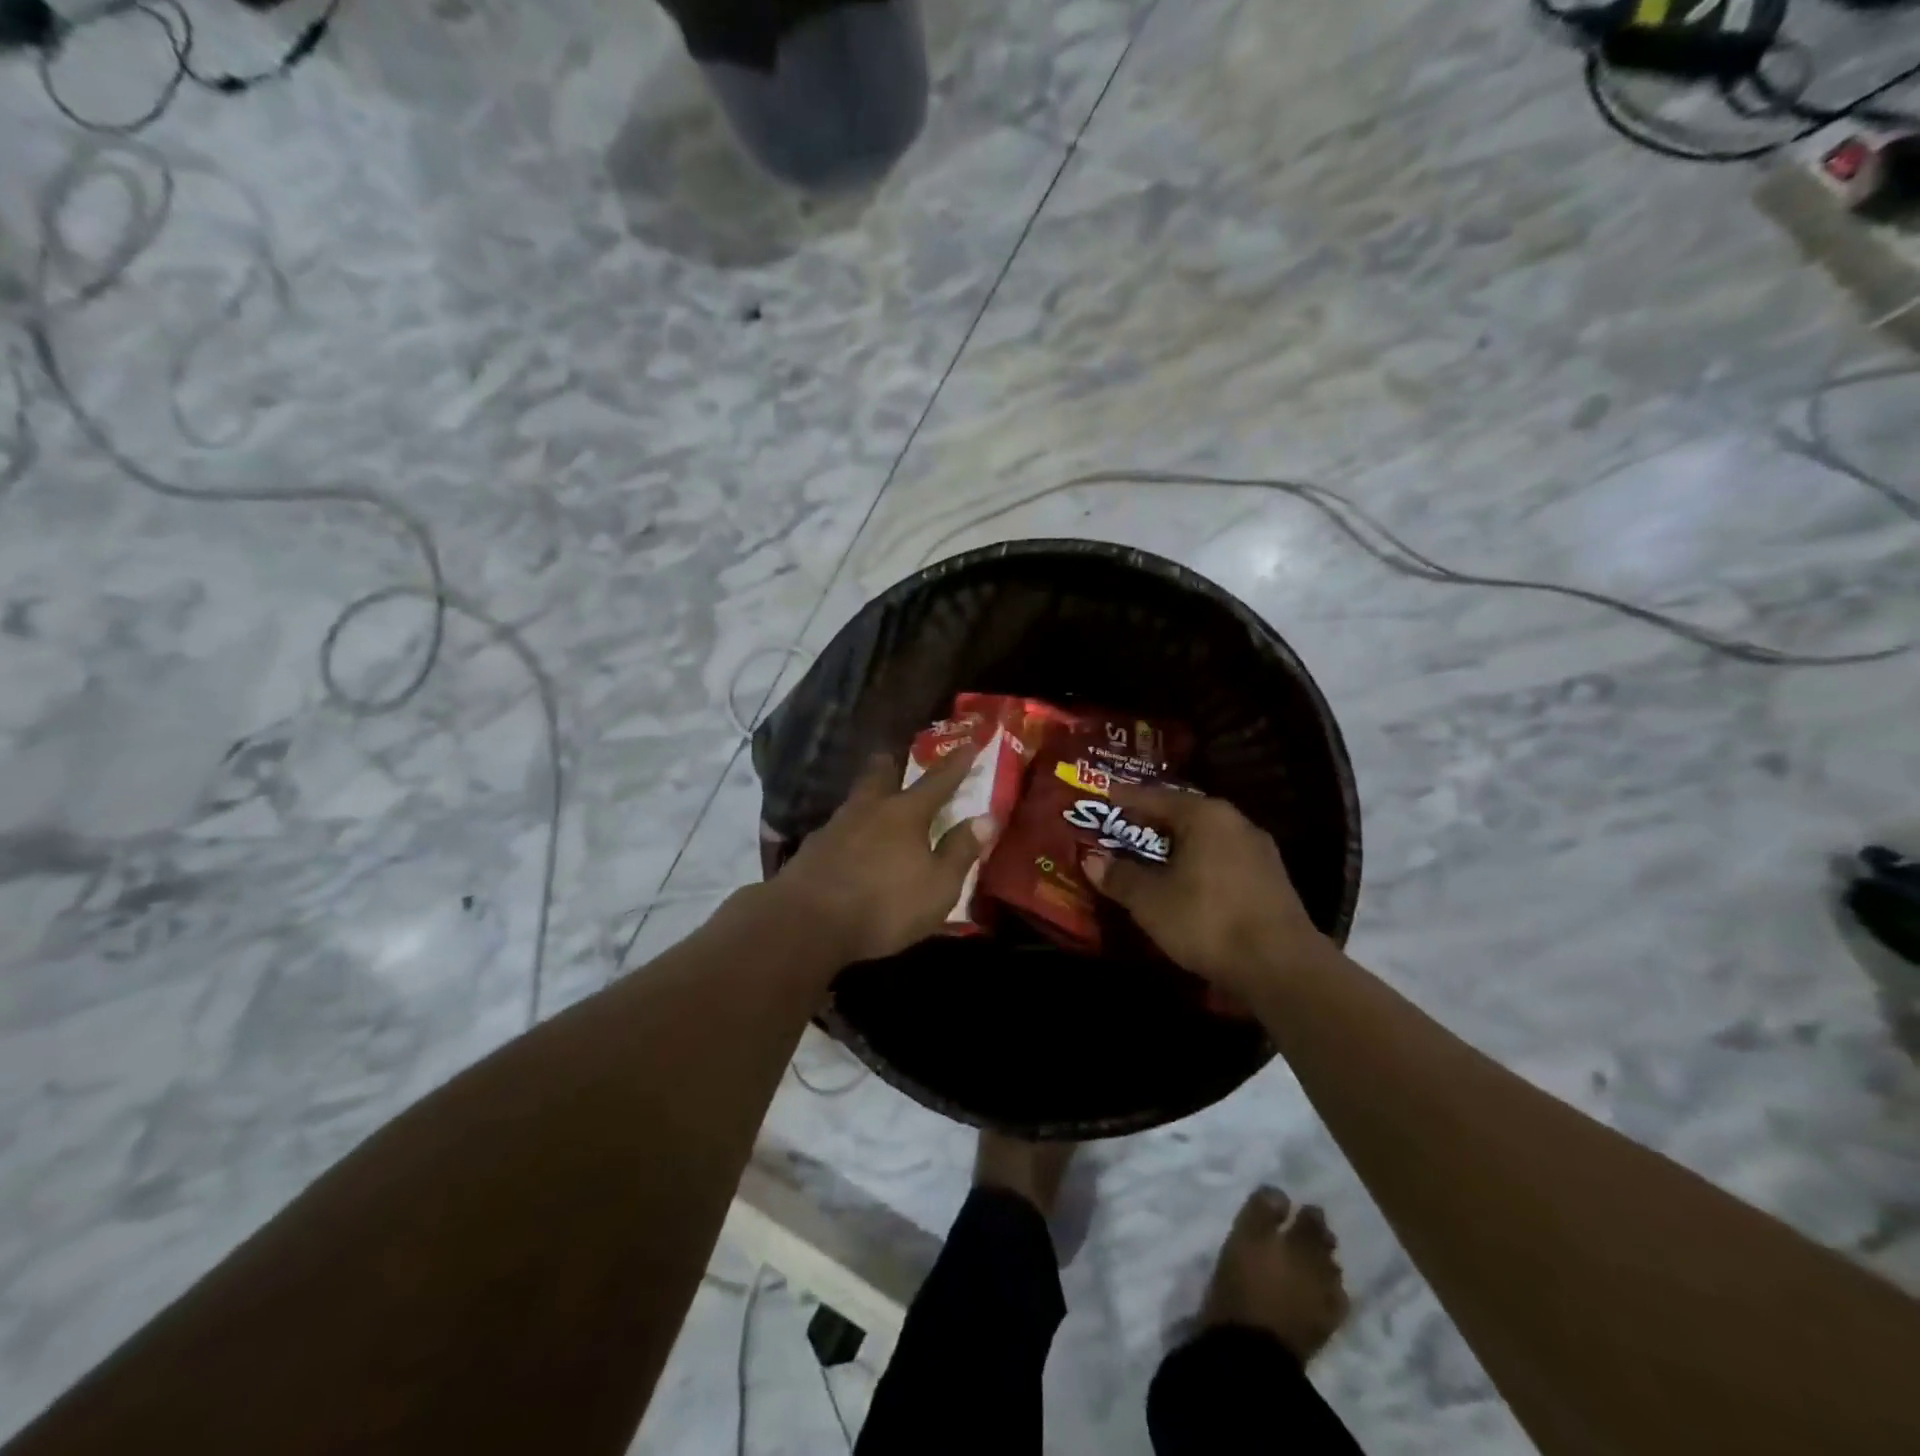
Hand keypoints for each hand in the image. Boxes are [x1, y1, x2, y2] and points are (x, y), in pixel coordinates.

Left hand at [769, 746, 995, 966]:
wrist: (806, 922)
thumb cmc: (884, 904)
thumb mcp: (938, 886)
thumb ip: (960, 851)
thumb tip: (985, 818)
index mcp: (906, 814)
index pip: (938, 781)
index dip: (956, 764)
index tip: (969, 744)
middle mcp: (869, 809)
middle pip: (880, 775)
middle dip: (892, 765)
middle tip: (896, 759)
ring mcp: (835, 826)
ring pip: (855, 799)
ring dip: (867, 796)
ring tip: (874, 803)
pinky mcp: (811, 848)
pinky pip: (837, 828)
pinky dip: (849, 830)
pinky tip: (848, 842)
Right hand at [1085, 785, 1328, 995]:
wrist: (1281, 966)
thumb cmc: (1207, 920)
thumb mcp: (1150, 901)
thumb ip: (1120, 876)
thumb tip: (1092, 859)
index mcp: (1205, 816)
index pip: (1156, 797)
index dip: (1126, 798)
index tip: (1105, 795)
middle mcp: (1235, 823)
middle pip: (1184, 814)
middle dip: (1152, 822)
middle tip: (1124, 827)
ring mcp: (1259, 851)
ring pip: (1206, 838)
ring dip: (1177, 846)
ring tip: (1152, 856)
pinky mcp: (1271, 880)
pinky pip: (1223, 859)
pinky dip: (1199, 864)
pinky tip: (1187, 882)